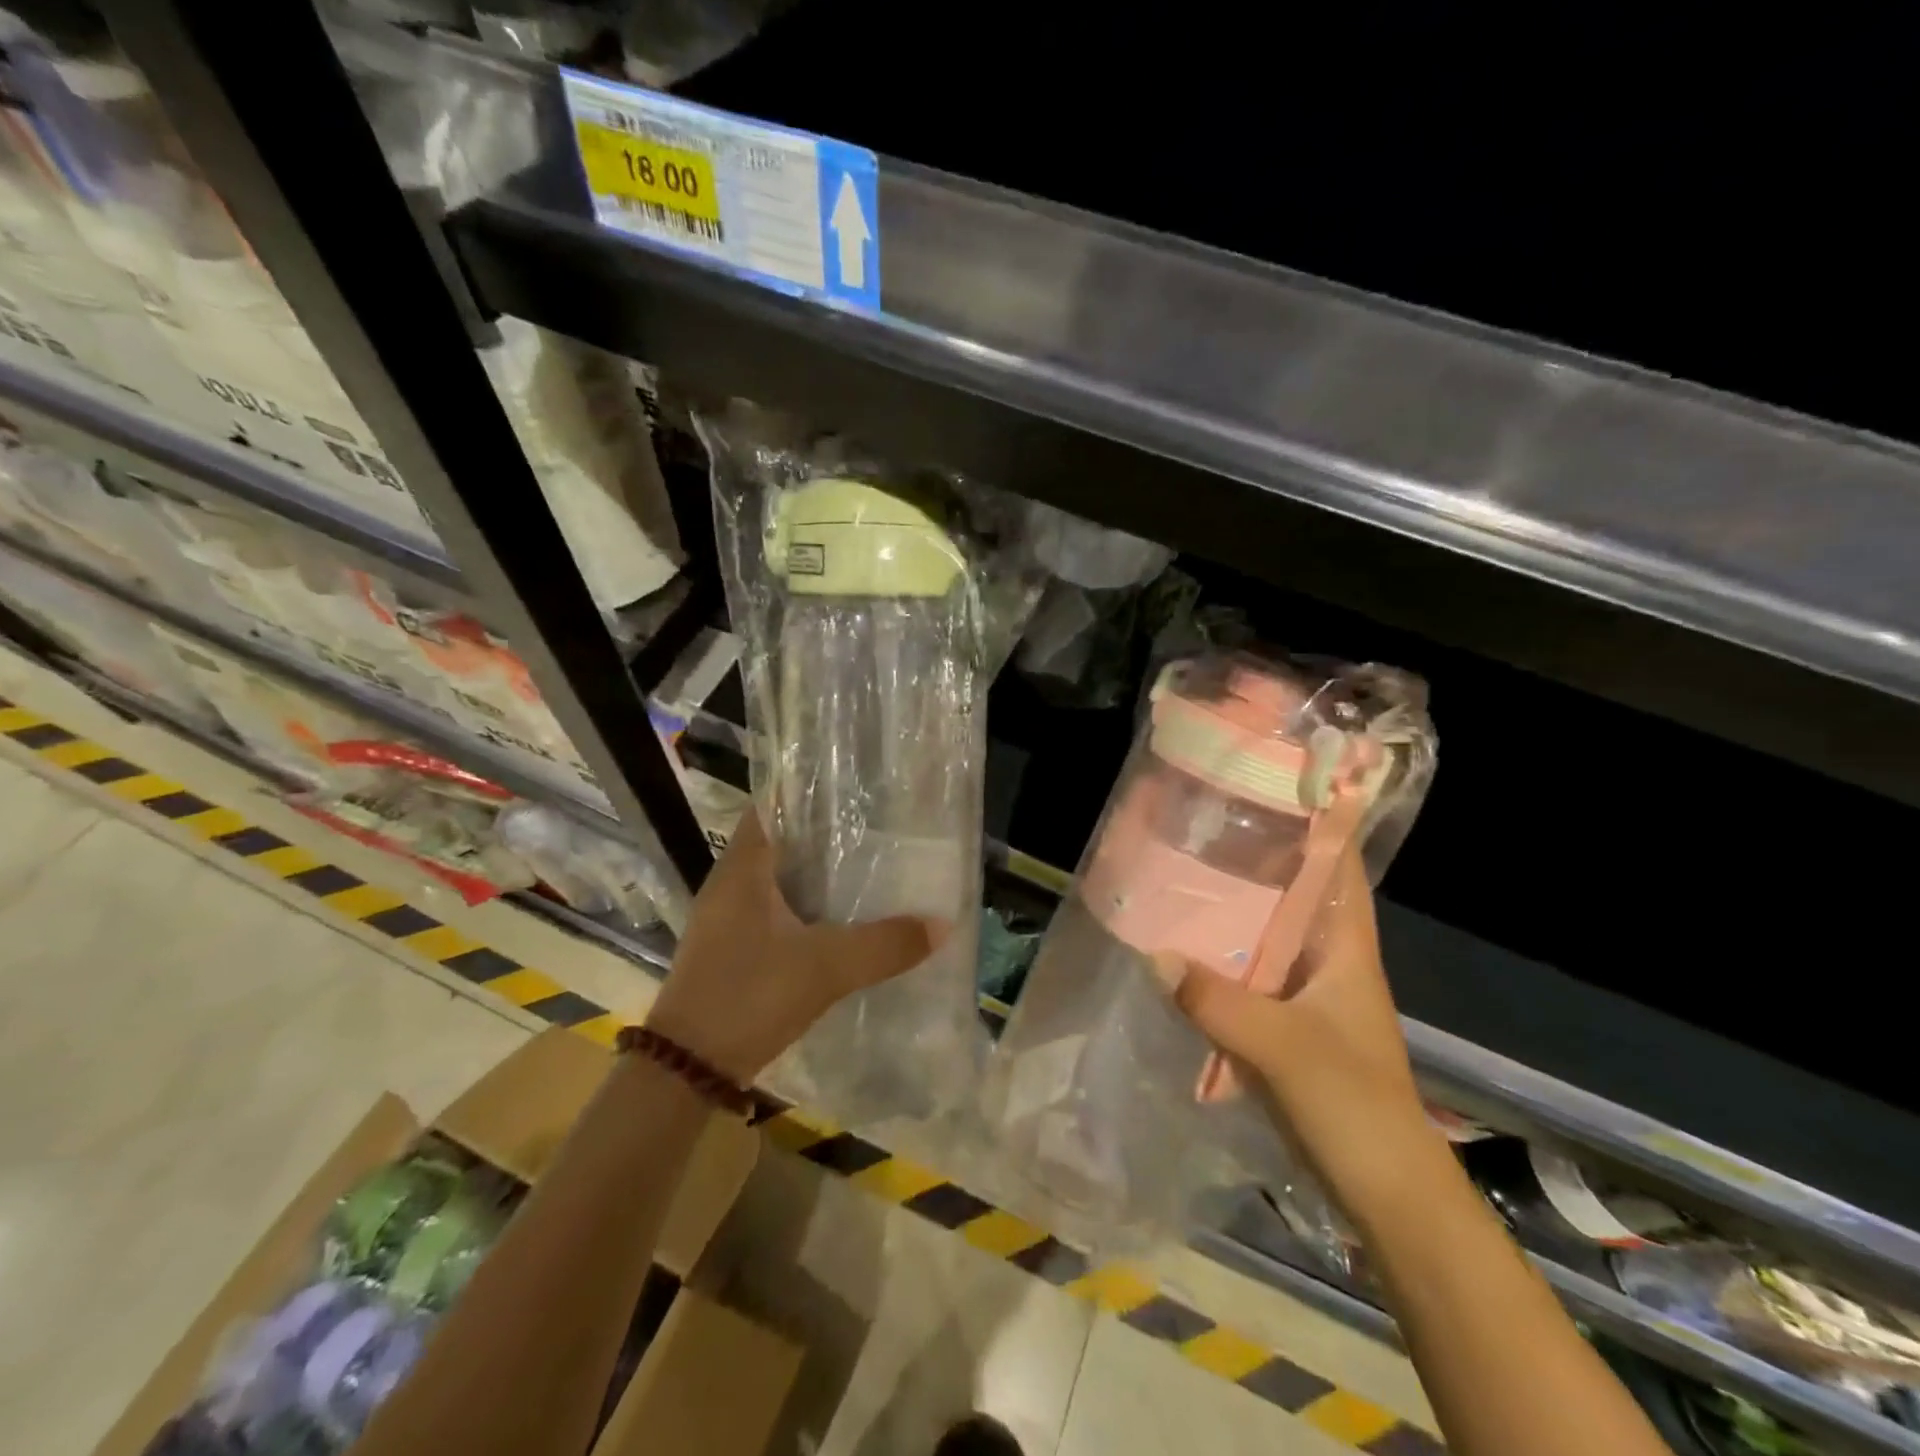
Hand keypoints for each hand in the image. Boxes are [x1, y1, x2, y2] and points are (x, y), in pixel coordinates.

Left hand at [645, 809, 944, 1082]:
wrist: (686, 1070)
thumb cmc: (749, 996)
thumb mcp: (825, 968)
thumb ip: (884, 945)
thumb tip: (942, 924)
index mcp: (743, 868)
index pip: (772, 805)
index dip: (810, 792)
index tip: (855, 790)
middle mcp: (730, 883)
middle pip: (780, 841)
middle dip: (824, 834)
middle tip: (876, 828)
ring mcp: (726, 918)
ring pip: (777, 878)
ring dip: (814, 873)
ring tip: (867, 867)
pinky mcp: (731, 947)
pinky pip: (773, 909)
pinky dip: (804, 906)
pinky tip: (838, 918)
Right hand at [1162, 852, 1449, 1224]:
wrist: (1385, 1193)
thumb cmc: (1354, 1106)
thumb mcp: (1285, 1048)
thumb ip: (1219, 1000)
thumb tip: (1153, 954)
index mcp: (1345, 949)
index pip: (1337, 869)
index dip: (1317, 824)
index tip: (1273, 785)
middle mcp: (1326, 961)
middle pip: (1291, 895)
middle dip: (1253, 860)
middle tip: (1200, 824)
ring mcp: (1304, 996)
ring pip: (1264, 937)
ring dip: (1230, 912)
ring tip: (1178, 875)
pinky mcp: (1283, 1028)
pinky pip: (1246, 978)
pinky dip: (1217, 960)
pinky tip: (1178, 951)